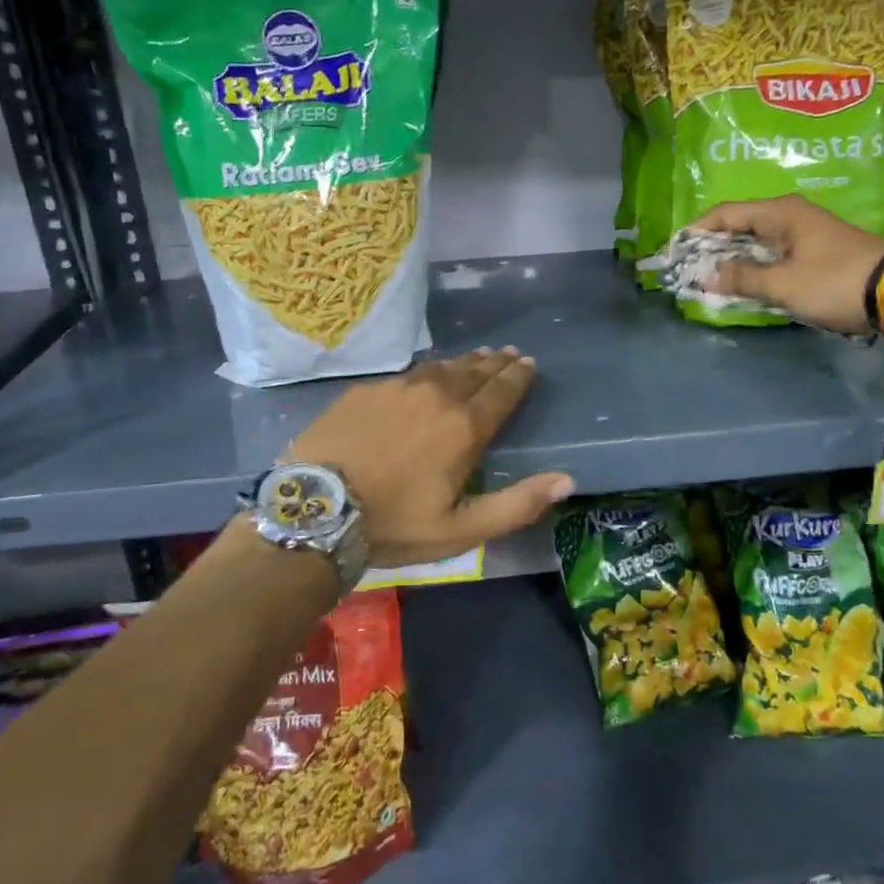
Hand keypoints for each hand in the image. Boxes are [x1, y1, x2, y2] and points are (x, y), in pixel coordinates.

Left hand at [285, 349, 573, 567]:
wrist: (315, 508)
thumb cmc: (395, 524)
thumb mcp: (461, 529)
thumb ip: (517, 504)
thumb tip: (567, 480)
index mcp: (464, 427)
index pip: (502, 391)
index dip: (519, 376)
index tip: (529, 363)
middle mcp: (436, 396)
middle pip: (475, 372)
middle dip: (496, 363)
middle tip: (509, 353)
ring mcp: (397, 388)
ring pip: (441, 368)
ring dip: (464, 363)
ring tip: (476, 358)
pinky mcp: (366, 390)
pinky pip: (407, 375)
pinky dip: (426, 373)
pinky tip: (424, 377)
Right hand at [691, 196, 883, 334]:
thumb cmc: (835, 281)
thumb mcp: (783, 284)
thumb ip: (742, 278)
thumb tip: (706, 277)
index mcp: (780, 212)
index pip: (725, 213)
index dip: (697, 230)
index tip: (675, 250)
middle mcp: (790, 215)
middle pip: (740, 225)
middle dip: (712, 246)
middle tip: (688, 267)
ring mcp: (806, 232)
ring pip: (757, 241)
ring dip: (734, 259)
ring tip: (709, 277)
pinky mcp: (817, 250)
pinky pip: (774, 253)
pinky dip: (755, 266)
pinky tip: (744, 282)